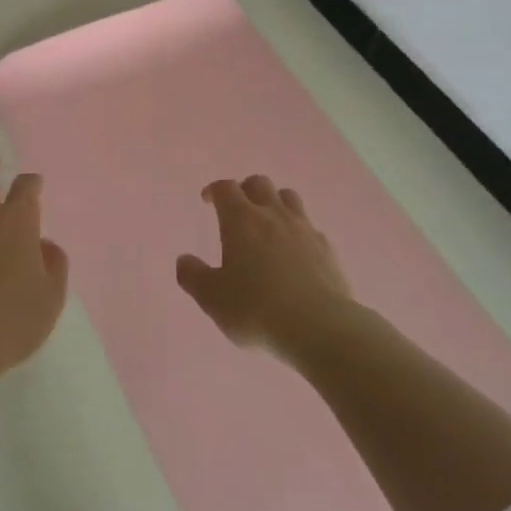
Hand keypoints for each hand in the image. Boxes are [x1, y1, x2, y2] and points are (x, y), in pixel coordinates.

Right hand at [176, 176, 353, 360]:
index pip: (225, 188)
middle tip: (238, 209)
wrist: (319, 327)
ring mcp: (304, 229)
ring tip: (268, 223)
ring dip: (275, 202)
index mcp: (241, 220)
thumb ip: (194, 276)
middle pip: (259, 183)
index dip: (215, 190)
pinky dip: (298, 230)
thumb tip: (183, 260)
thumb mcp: (213, 299)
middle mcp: (273, 215)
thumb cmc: (256, 310)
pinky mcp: (327, 248)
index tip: (208, 200)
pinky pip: (310, 226)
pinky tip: (296, 252)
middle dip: (245, 190)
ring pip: (289, 197)